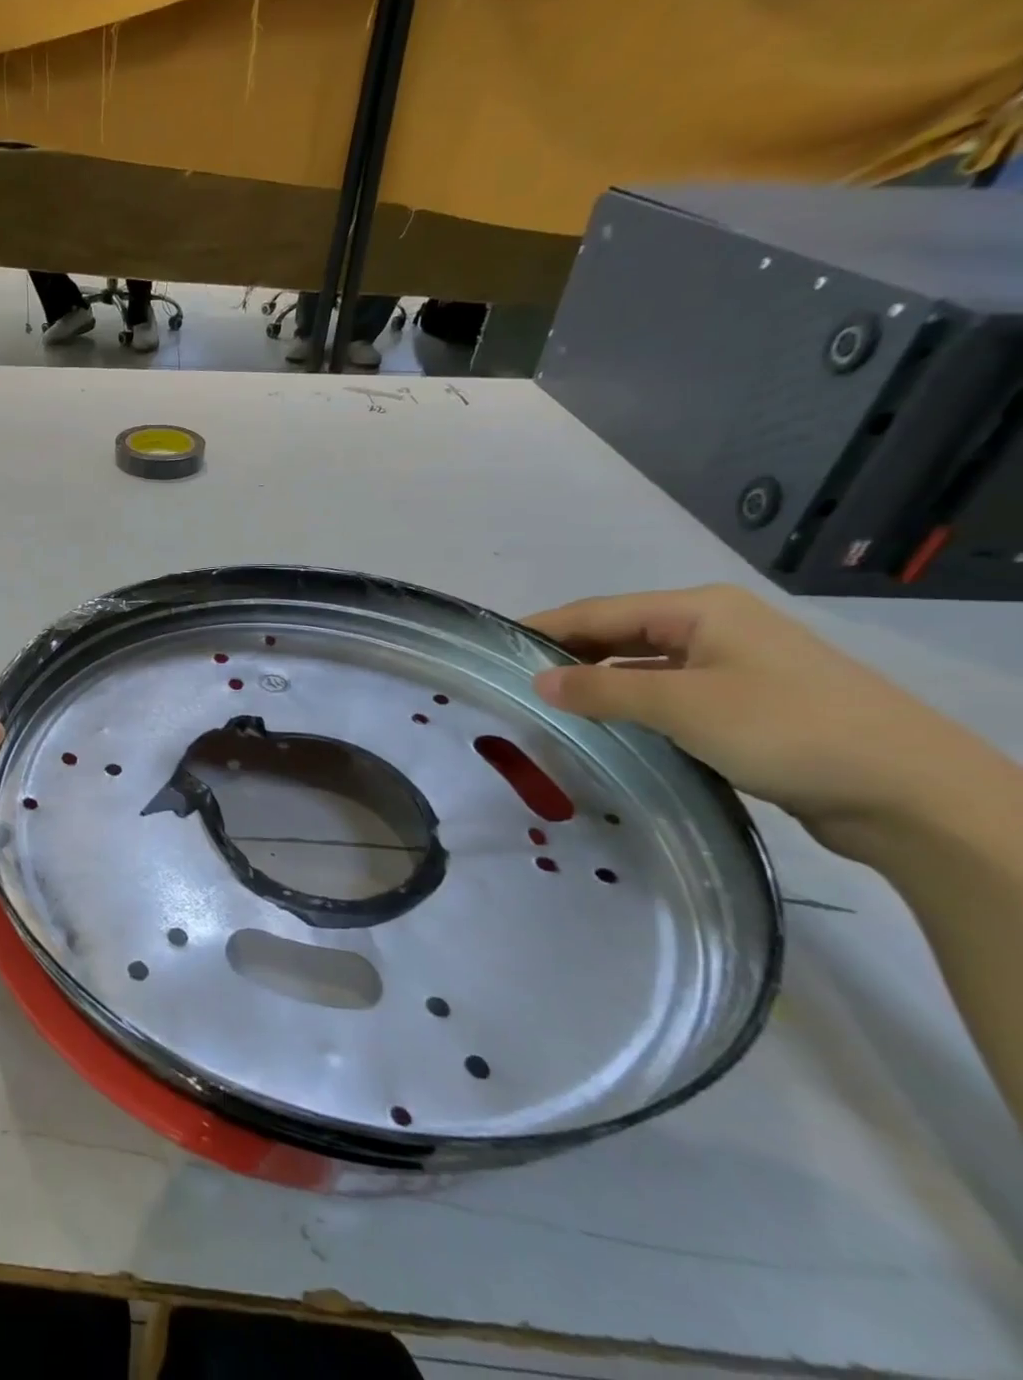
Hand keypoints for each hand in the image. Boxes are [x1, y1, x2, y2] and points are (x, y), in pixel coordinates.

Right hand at [524, 585, 995, 855]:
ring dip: (596, 683)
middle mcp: (713, 628)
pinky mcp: (742, 704)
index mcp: (700, 610)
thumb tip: (538, 682)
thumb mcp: (682, 706)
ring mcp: (731, 666)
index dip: (543, 627)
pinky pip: (665, 694)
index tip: (492, 648)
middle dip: (566, 654)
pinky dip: (629, 705)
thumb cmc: (788, 729)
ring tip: (545, 704)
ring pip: (641, 666)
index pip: (598, 611)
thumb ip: (603, 691)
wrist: (908, 792)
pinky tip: (602, 725)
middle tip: (510, 681)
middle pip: (619, 634)